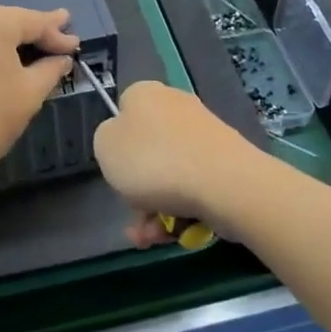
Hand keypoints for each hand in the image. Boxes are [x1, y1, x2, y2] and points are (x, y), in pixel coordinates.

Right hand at [92, 82, 266, 245]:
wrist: (224, 183)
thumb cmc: (154, 161)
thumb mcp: (105, 146)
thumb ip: (107, 139)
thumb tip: (124, 141)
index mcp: (145, 94)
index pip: (123, 111)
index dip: (117, 144)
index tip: (116, 170)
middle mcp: (176, 106)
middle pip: (146, 151)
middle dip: (137, 191)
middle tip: (135, 219)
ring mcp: (204, 134)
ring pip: (168, 175)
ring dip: (156, 209)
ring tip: (154, 237)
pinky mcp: (225, 161)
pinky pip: (193, 186)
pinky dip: (183, 209)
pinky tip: (178, 233)